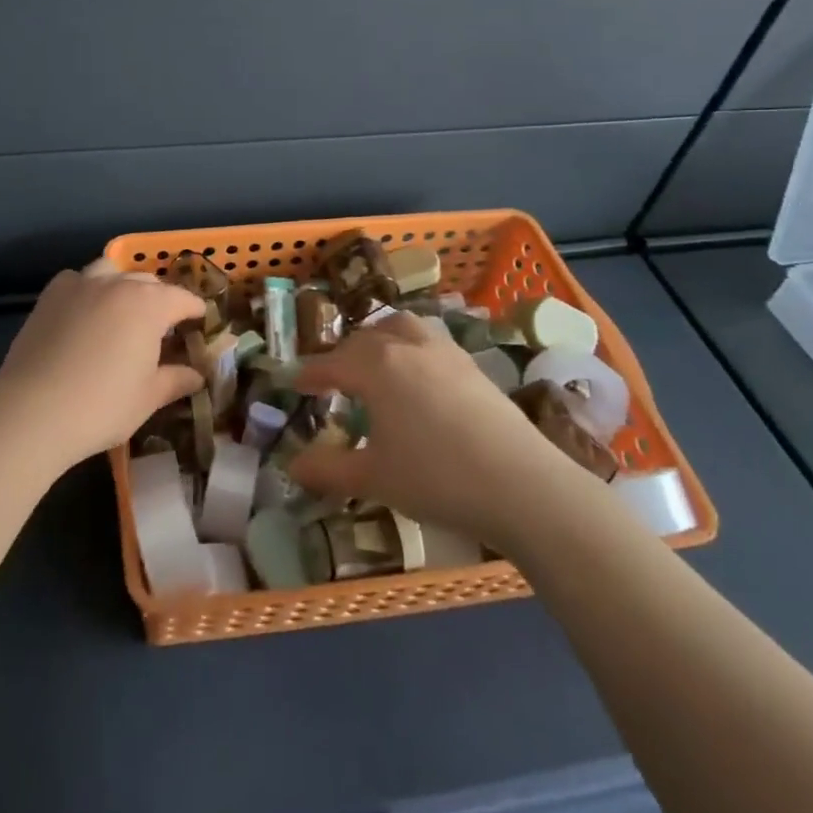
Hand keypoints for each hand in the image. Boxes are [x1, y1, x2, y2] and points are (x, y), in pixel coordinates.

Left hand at [0, 258, 205, 471]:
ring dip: (123, 285)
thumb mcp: (148, 398)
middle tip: (162, 327)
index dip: (194, 310)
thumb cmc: (101, 406)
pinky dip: (88, 290)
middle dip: (160, 299)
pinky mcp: (51, 294)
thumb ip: (176, 379)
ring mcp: (81, 284)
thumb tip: (197, 375)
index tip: (200, 322)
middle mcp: (117, 284)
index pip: (183, 299)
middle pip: (148, 282)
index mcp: (149, 304)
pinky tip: (85, 314)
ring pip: (111, 271)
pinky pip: (78, 280)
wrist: (33, 410)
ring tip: (122, 311)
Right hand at [287, 311, 579, 548]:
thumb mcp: (374, 478)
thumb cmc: (436, 478)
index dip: (310, 374)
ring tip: (375, 361)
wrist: (521, 485)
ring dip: (379, 339)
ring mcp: (443, 351)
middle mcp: (406, 346)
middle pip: (364, 339)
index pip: (331, 364)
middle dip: (342, 356)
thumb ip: (328, 469)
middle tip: (332, 380)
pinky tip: (417, 375)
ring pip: (400, 327)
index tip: (294, 383)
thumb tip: (291, 467)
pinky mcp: (471, 364)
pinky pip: (428, 339)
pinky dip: (410, 346)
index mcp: (376, 367)